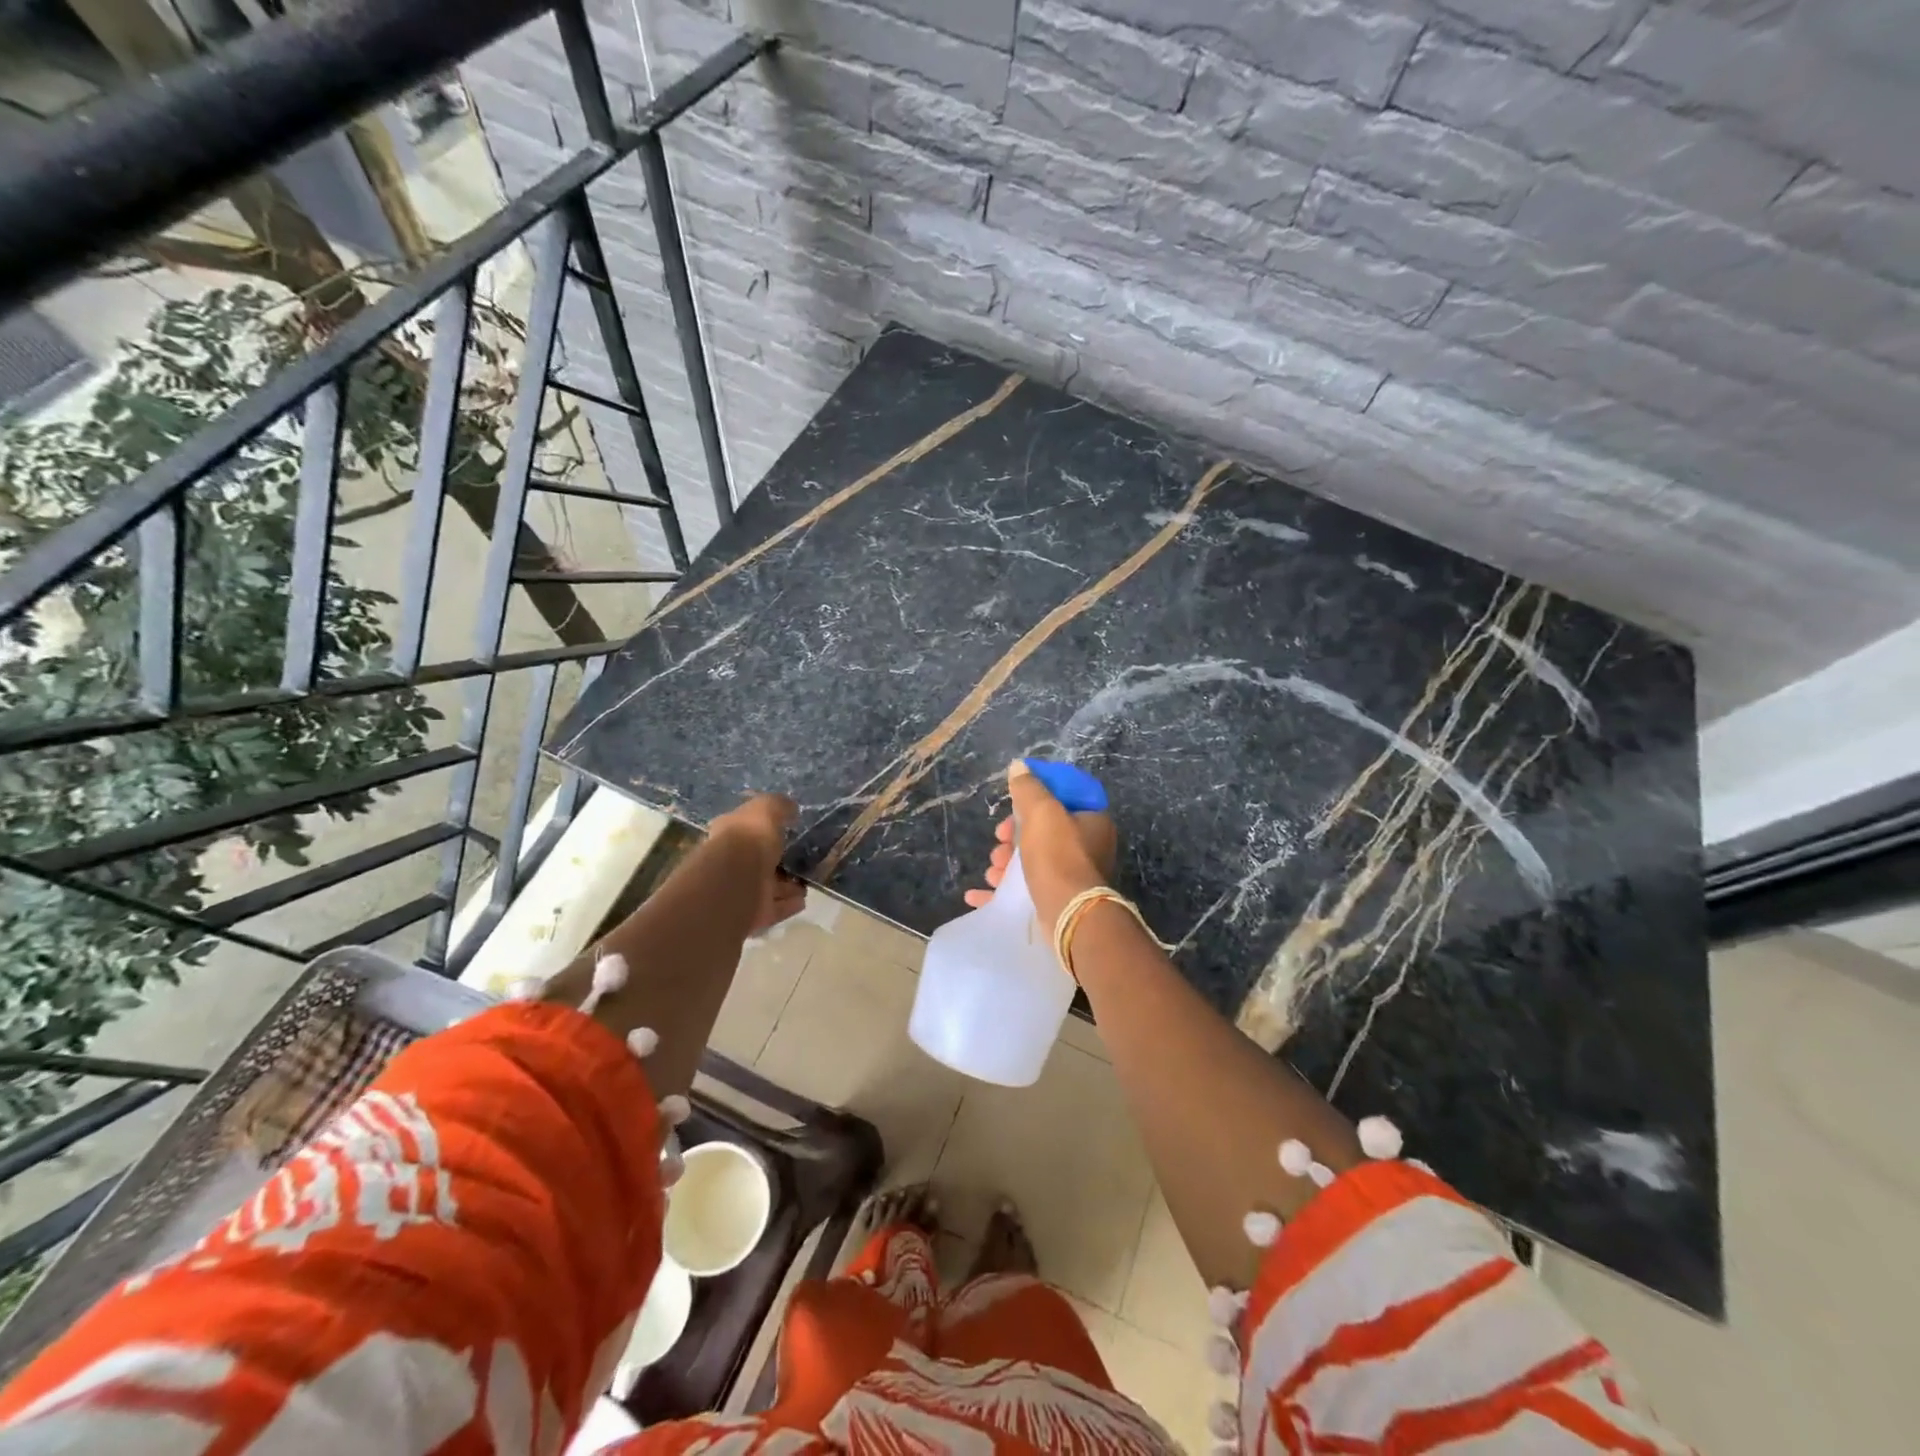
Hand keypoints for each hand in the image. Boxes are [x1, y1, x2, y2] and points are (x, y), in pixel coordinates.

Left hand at [710, 793, 805, 933]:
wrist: (735, 881)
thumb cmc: (748, 838)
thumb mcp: (766, 809)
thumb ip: (779, 806)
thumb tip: (791, 808)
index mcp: (729, 834)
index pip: (746, 830)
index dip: (763, 830)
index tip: (785, 830)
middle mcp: (731, 863)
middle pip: (758, 862)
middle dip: (777, 863)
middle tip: (799, 860)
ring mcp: (741, 890)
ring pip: (767, 887)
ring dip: (786, 887)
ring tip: (806, 883)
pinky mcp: (752, 914)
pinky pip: (774, 908)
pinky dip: (788, 904)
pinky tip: (803, 900)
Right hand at [965, 761, 1117, 929]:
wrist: (1068, 916)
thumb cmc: (1058, 856)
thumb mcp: (1042, 812)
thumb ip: (1029, 787)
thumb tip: (1019, 766)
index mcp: (1092, 820)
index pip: (1062, 796)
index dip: (1034, 797)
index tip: (1013, 804)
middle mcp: (1087, 846)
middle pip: (1042, 829)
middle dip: (1013, 834)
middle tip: (1000, 840)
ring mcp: (1072, 875)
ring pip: (1031, 859)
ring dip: (1005, 862)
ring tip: (993, 870)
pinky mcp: (1057, 899)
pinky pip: (1024, 889)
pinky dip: (1001, 889)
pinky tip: (978, 894)